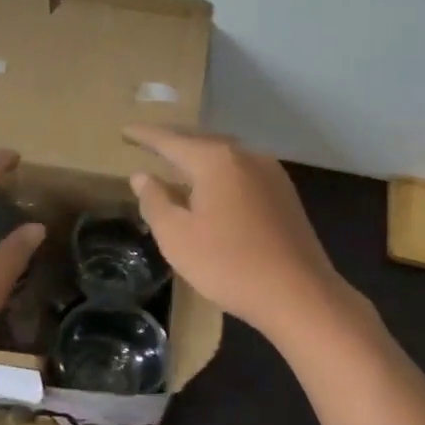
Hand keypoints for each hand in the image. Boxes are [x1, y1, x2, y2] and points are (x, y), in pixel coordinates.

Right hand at [123, 124, 349, 344]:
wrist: (298, 293)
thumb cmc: (228, 264)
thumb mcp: (177, 237)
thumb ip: (155, 201)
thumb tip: (142, 176)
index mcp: (215, 161)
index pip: (171, 140)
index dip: (145, 136)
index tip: (126, 130)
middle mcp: (246, 156)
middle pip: (202, 142)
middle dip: (175, 142)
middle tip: (149, 143)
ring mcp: (271, 174)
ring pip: (226, 157)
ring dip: (200, 158)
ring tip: (179, 165)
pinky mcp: (285, 195)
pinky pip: (243, 173)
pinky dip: (221, 174)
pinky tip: (215, 190)